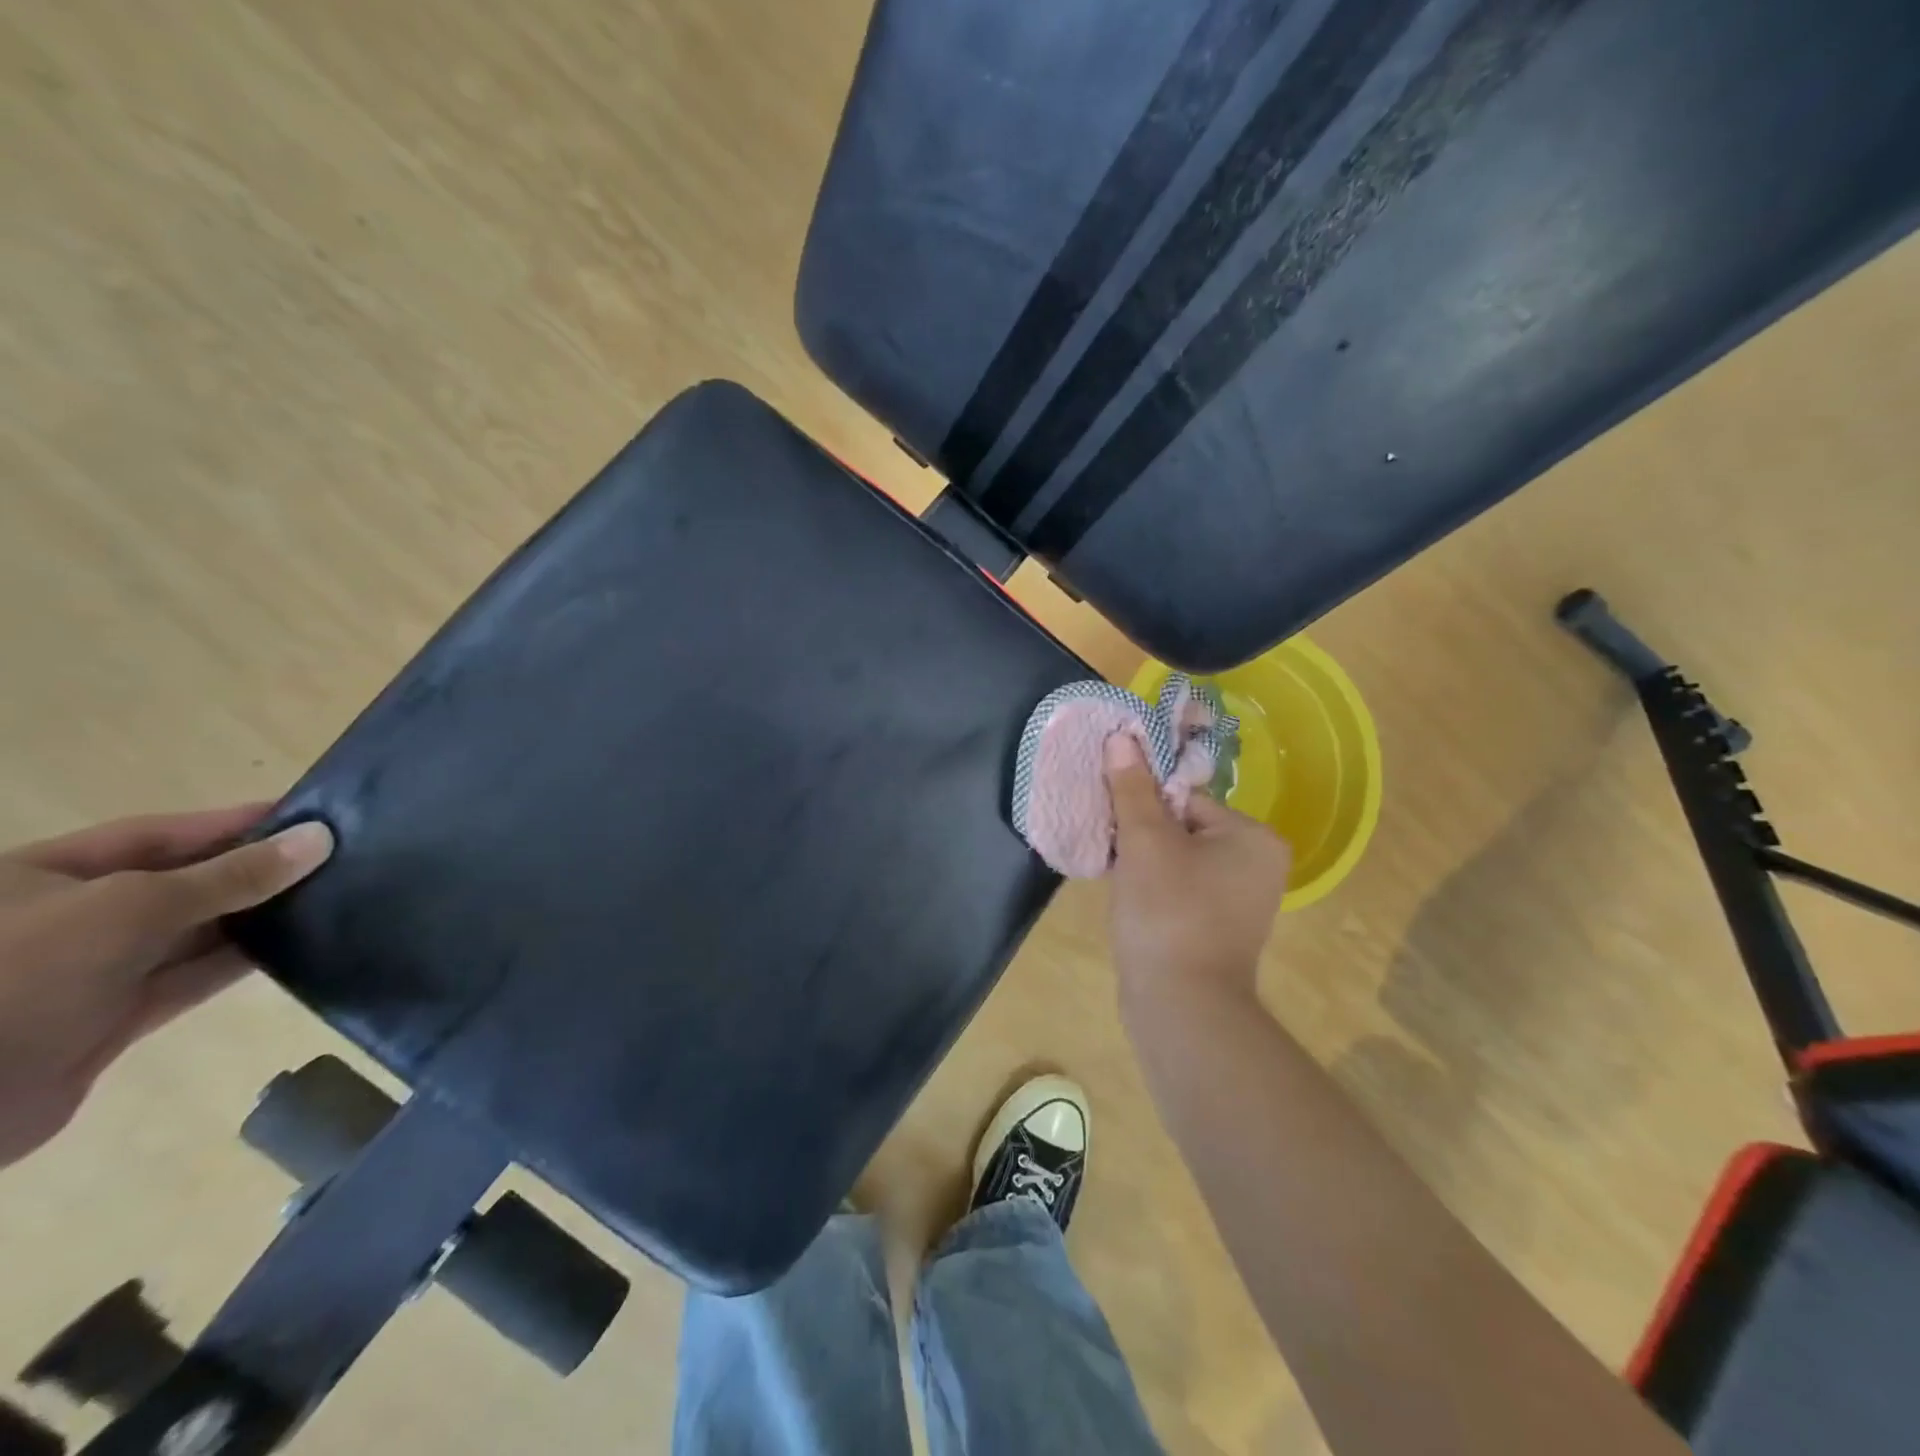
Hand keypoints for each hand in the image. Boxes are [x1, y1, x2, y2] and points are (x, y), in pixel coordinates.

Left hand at [0, 806, 332, 1168]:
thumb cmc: (21, 972)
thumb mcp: (132, 908)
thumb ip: (230, 876)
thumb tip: (319, 838)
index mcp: (43, 877)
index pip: (157, 836)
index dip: (231, 823)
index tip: (308, 815)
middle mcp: (66, 918)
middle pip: (178, 883)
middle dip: (252, 871)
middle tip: (336, 857)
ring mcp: (88, 972)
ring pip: (191, 934)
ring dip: (257, 919)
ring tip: (333, 897)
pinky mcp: (112, 1020)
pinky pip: (191, 980)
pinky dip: (241, 963)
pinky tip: (299, 947)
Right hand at [1103, 733, 1289, 1003]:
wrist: (1181, 1007)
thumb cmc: (1168, 912)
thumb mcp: (1145, 841)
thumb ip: (1133, 787)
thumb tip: (1122, 736)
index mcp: (1253, 837)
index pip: (1185, 799)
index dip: (1144, 809)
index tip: (1117, 826)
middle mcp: (1257, 865)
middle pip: (1181, 828)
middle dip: (1142, 838)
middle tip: (1117, 857)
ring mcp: (1240, 902)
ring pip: (1176, 861)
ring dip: (1143, 865)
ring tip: (1120, 882)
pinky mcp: (1218, 929)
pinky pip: (1179, 890)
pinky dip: (1153, 891)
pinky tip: (1131, 904)